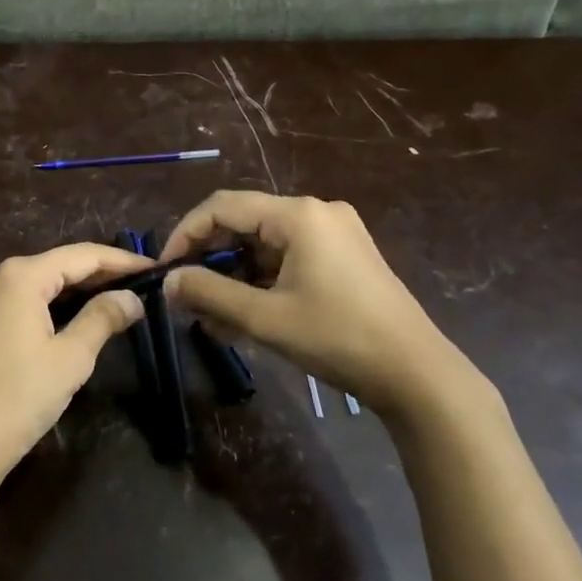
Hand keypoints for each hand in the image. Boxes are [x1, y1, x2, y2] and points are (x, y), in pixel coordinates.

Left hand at [0, 243, 150, 498]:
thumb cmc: (19, 398)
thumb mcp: (71, 358)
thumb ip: (103, 318)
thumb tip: (132, 298)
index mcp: (18, 276)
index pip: (80, 255)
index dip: (120, 261)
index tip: (154, 269)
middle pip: (56, 265)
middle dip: (98, 274)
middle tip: (140, 285)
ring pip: (36, 283)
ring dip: (74, 290)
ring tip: (115, 297)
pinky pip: (18, 301)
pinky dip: (48, 304)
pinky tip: (72, 315)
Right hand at [159, 191, 499, 427]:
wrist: (416, 373)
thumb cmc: (337, 338)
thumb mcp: (265, 317)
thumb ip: (210, 294)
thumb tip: (169, 281)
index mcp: (298, 215)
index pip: (222, 207)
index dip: (186, 235)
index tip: (165, 271)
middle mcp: (316, 212)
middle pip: (244, 223)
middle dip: (210, 261)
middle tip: (187, 298)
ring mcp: (334, 234)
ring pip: (264, 245)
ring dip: (234, 277)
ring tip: (212, 317)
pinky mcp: (344, 257)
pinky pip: (287, 259)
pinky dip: (261, 282)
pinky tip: (245, 316)